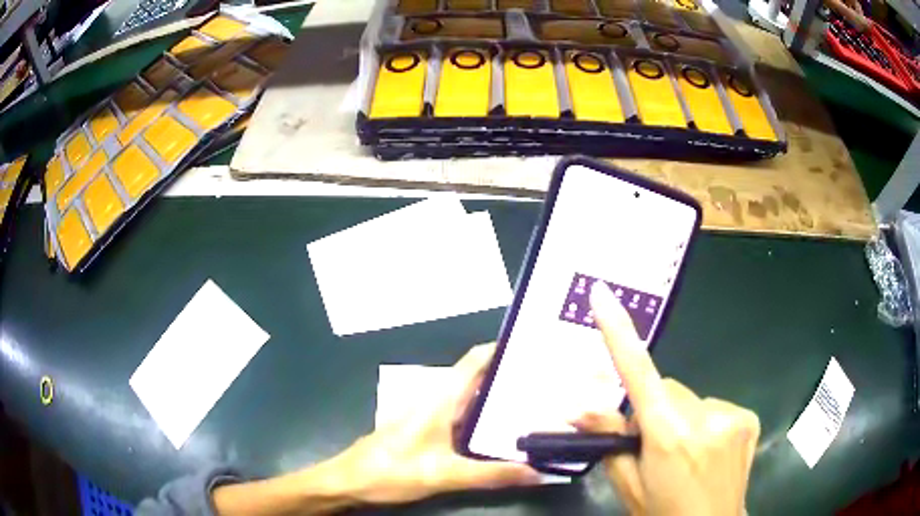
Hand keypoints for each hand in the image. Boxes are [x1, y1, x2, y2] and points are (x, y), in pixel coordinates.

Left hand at [331, 344, 541, 504]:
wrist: (350, 480)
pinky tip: (500, 433)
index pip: (475, 360)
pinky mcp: (425, 431)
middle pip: (477, 377)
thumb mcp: (444, 475)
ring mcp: (429, 415)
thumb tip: (537, 473)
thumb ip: (491, 475)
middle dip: (509, 376)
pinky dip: (484, 418)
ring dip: (497, 398)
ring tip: (533, 405)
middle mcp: (436, 400)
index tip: (535, 349)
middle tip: (546, 382)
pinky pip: (462, 416)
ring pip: (469, 397)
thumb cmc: (392, 471)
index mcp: (440, 399)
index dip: (503, 349)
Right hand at [577, 283, 759, 515]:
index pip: (638, 375)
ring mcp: (731, 415)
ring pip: (691, 398)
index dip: (619, 334)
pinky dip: (705, 421)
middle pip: (667, 389)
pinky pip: (714, 406)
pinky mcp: (747, 417)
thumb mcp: (629, 484)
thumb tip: (578, 408)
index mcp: (668, 437)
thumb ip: (609, 442)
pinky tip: (707, 448)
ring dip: (681, 416)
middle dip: (654, 408)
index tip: (603, 295)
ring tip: (683, 452)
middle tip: (652, 442)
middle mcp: (704, 419)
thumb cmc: (662, 512)